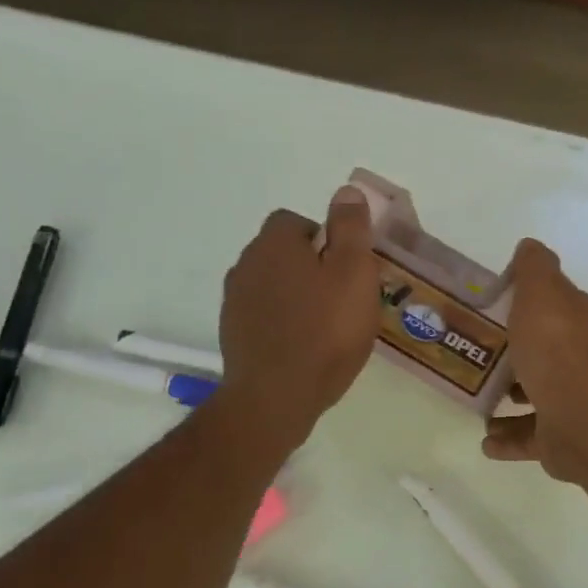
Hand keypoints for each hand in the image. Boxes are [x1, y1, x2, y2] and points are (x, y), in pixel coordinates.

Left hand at [218, 186, 380, 449]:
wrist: (276, 397)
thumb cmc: (325, 331)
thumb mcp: (354, 273)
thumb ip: (351, 229)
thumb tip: (346, 191)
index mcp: (274, 244)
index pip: (295, 221)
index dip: (325, 239)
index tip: (347, 269)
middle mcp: (246, 264)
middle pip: (283, 253)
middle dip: (310, 267)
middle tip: (343, 298)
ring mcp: (234, 302)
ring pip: (272, 285)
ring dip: (295, 296)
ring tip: (325, 326)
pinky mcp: (233, 334)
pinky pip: (263, 315)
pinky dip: (282, 322)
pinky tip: (303, 347)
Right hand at [482, 240, 587, 481]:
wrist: (583, 418)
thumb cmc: (558, 348)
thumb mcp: (542, 292)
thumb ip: (534, 268)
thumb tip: (530, 246)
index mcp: (582, 324)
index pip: (558, 307)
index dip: (530, 304)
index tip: (494, 307)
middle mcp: (584, 362)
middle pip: (547, 352)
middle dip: (517, 353)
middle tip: (476, 352)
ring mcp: (575, 403)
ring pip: (539, 397)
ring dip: (511, 397)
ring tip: (477, 396)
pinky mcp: (563, 440)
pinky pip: (530, 439)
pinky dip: (508, 439)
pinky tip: (486, 440)